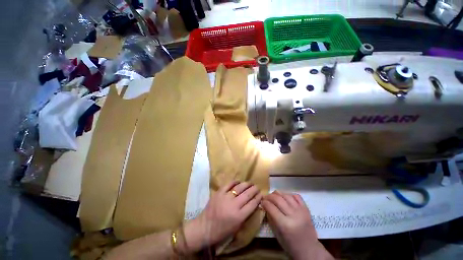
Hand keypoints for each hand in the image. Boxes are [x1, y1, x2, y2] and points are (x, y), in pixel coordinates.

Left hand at [181, 181, 261, 252]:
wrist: (204, 227)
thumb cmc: (221, 231)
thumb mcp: (236, 227)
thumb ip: (245, 215)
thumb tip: (252, 204)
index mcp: (239, 216)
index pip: (252, 204)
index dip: (258, 198)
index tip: (261, 194)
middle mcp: (234, 205)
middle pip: (247, 194)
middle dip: (254, 190)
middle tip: (257, 187)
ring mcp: (226, 197)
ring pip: (239, 187)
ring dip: (246, 184)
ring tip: (250, 183)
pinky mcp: (219, 192)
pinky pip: (229, 184)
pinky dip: (235, 181)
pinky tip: (239, 181)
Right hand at [262, 191, 332, 259]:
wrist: (309, 250)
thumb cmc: (290, 245)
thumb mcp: (277, 234)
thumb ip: (271, 218)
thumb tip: (265, 206)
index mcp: (285, 225)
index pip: (271, 207)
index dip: (264, 202)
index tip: (261, 201)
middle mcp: (293, 215)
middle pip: (278, 199)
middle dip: (269, 196)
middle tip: (266, 197)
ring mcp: (301, 211)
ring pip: (286, 195)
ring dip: (278, 194)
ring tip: (274, 196)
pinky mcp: (306, 209)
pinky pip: (296, 196)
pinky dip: (289, 195)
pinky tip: (285, 197)